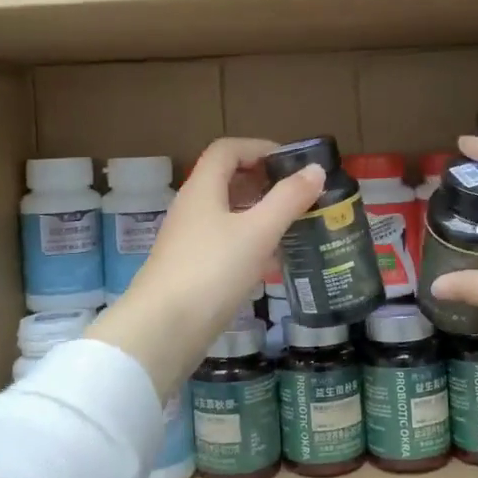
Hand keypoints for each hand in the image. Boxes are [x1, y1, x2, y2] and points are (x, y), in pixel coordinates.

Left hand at [88, 138, 324, 394]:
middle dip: (264, 183)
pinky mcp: (192, 270)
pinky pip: (225, 244)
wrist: (163, 330)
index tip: (291, 163)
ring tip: (294, 228)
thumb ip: (288, 199)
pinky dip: (250, 245)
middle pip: (227, 181)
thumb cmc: (212, 270)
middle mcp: (192, 208)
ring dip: (260, 216)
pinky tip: (272, 264)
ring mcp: (189, 241)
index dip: (259, 148)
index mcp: (202, 188)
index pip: (227, 150)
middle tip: (299, 196)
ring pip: (228, 215)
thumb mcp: (258, 231)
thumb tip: (314, 169)